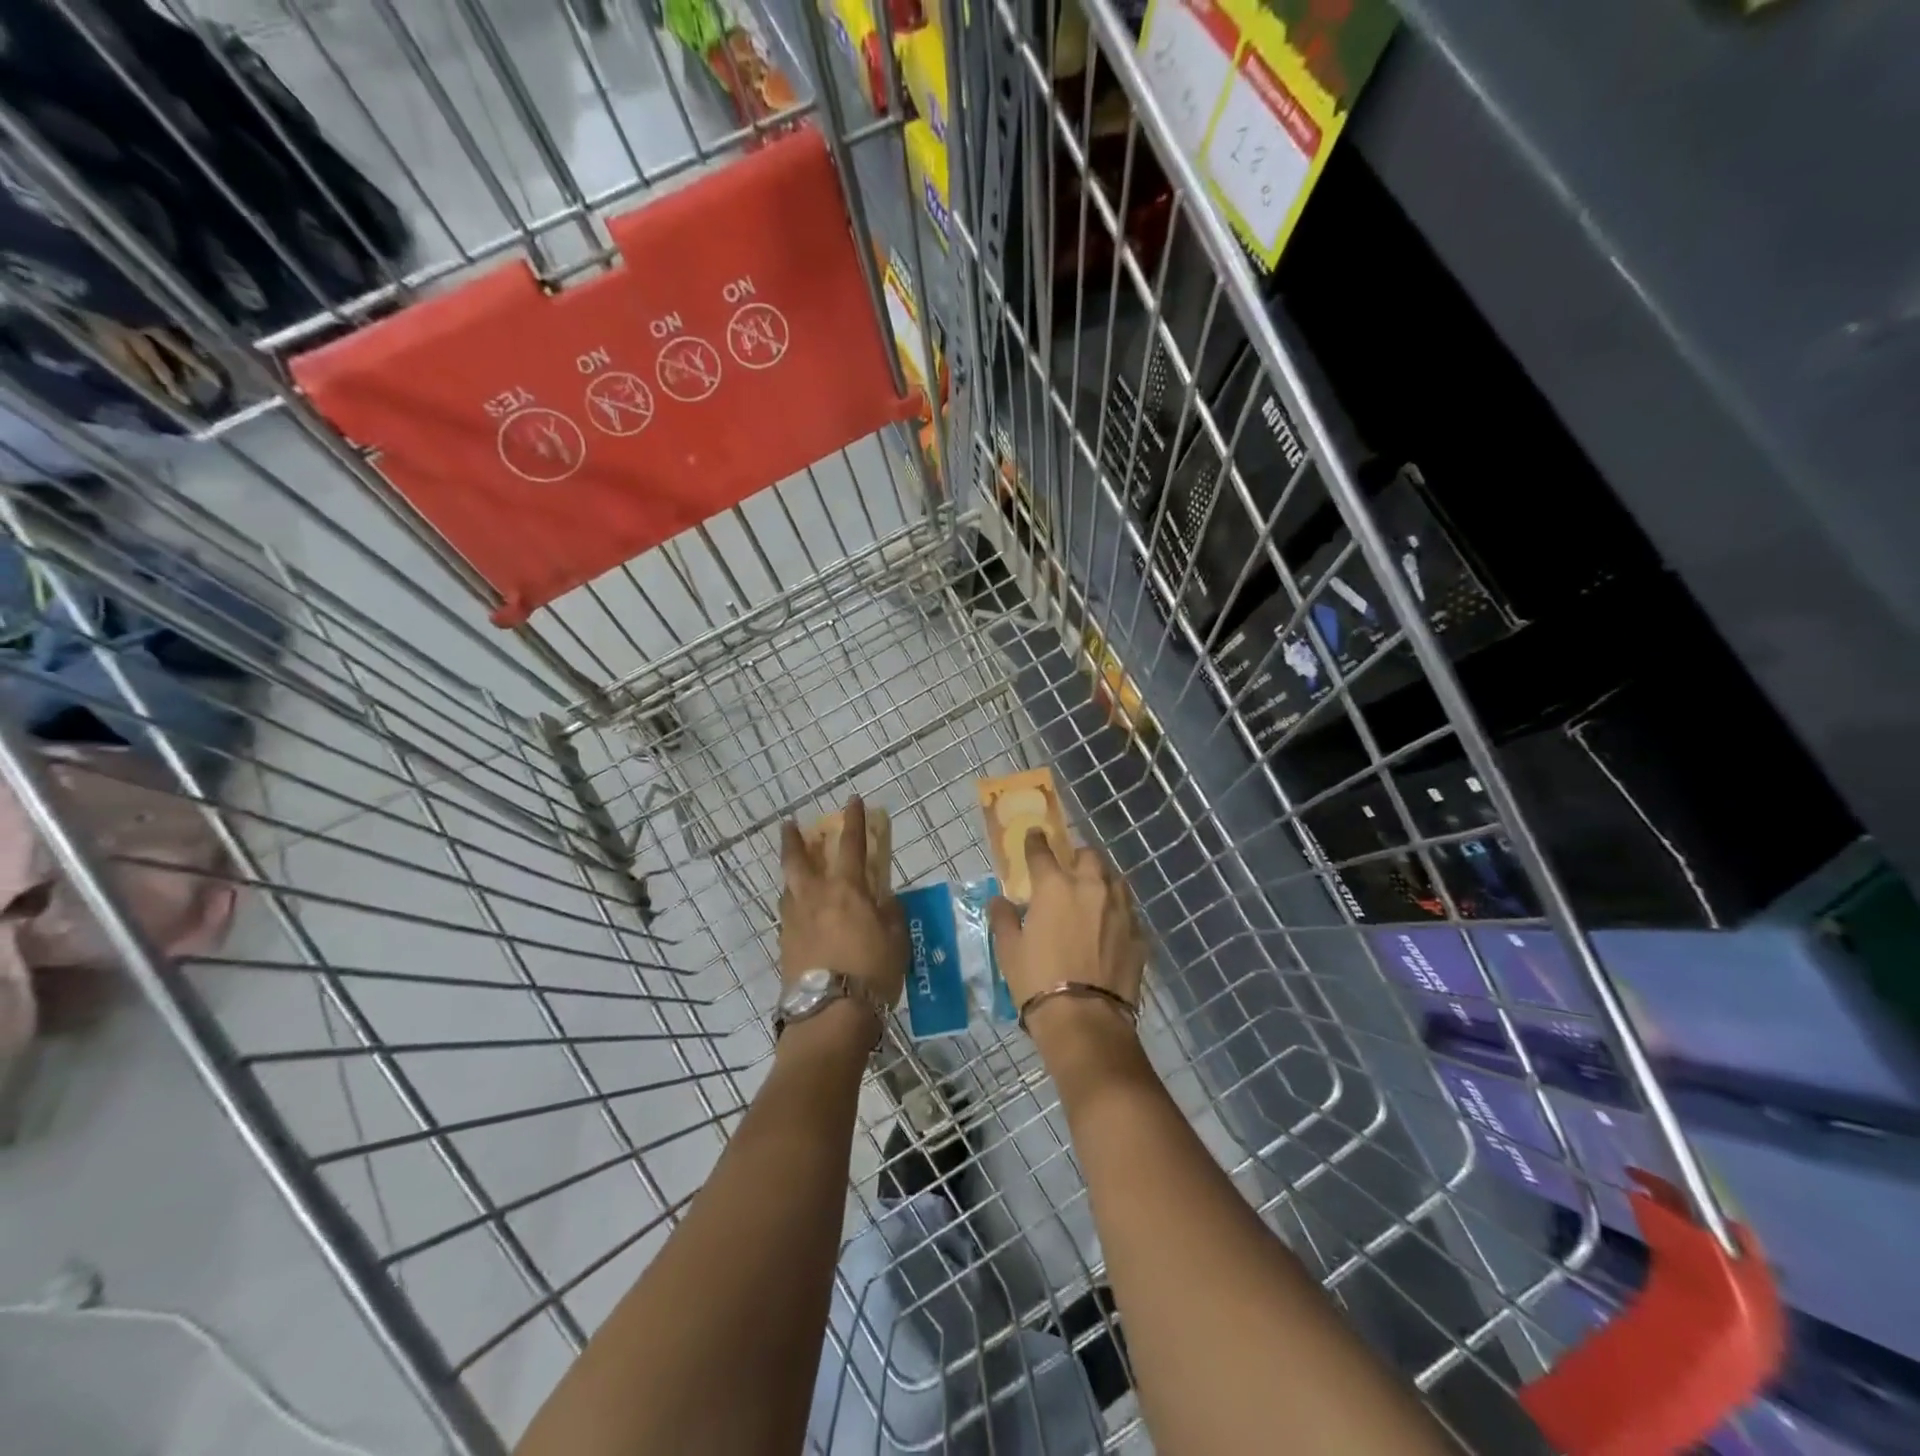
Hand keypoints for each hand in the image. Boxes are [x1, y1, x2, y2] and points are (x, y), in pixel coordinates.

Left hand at [779, 796, 906, 1009]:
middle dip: (793, 839)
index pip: (851, 844)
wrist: (830, 1014)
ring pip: (788, 887)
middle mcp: (815, 897)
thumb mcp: (895, 939)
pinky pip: (787, 914)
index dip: (854, 820)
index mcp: (846, 889)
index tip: (852, 800)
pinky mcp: (784, 945)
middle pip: (797, 859)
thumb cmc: (872, 971)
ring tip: (797, 872)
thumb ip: (890, 912)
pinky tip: (800, 913)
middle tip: (789, 824)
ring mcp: (794, 921)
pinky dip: (793, 904)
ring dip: (791, 873)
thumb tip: (884, 898)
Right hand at [988, 829, 1144, 1041]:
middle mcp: (1091, 888)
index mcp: (1055, 886)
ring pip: (1115, 879)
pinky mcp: (1139, 935)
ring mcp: (1120, 910)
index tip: (1035, 834)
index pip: (1042, 852)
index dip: (1036, 841)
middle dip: (1078, 857)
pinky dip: (1117, 913)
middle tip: (1069, 869)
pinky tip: (1110, 928)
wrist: (1085, 1019)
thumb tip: (999, 900)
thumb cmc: (1037, 980)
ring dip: (1103, 880)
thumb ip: (1004, 918)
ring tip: (1093, 894)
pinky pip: (1128, 913)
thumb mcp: (1009, 950)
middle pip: (1089, 856)